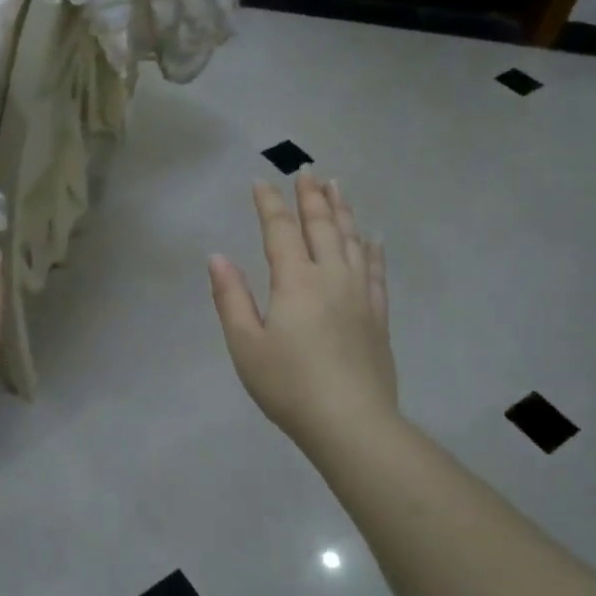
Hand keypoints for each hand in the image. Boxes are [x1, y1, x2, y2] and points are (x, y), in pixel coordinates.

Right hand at [208, 173, 398, 445]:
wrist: (351, 424)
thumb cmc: (289, 386)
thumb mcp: (245, 344)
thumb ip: (231, 297)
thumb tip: (217, 257)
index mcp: (295, 281)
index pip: (280, 230)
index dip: (269, 203)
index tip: (260, 181)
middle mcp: (331, 277)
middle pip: (321, 226)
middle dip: (311, 196)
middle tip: (307, 171)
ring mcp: (359, 295)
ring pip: (352, 240)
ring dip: (343, 210)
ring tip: (338, 186)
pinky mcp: (378, 316)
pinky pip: (376, 271)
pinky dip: (373, 249)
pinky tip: (373, 237)